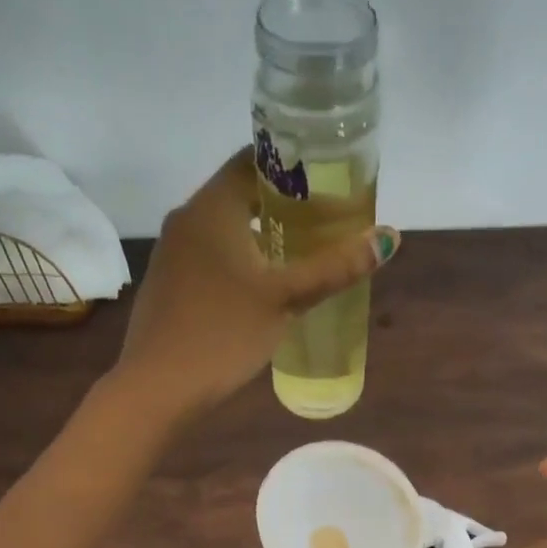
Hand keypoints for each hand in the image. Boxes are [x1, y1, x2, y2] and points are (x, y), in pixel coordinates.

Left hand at [113, 148, 398, 420]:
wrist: (158, 387)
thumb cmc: (223, 333)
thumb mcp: (286, 299)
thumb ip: (335, 267)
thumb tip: (389, 238)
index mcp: (212, 208)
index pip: (253, 160)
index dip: (293, 163)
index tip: (328, 178)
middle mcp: (187, 219)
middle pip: (240, 191)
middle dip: (284, 201)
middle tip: (327, 216)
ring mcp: (173, 252)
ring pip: (226, 225)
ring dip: (263, 230)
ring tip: (305, 248)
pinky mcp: (170, 281)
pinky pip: (212, 252)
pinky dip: (242, 255)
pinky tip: (266, 282)